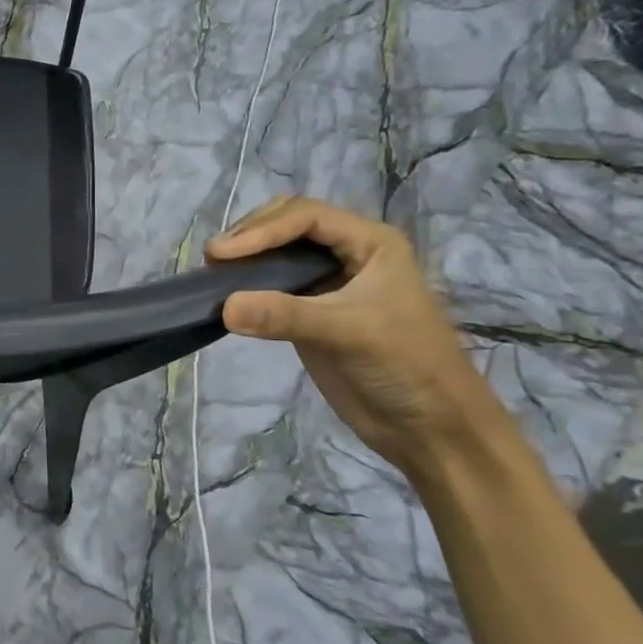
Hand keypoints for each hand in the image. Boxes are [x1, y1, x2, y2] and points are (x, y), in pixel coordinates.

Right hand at [207, 196, 519, 482]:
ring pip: (277, 252)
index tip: (222, 255)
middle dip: (250, 235)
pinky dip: (247, 286)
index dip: (261, 230)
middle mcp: (348, 253)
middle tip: (215, 259)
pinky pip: (272, 285)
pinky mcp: (310, 311)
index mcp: (370, 243)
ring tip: (214, 274)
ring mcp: (328, 283)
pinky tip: (227, 296)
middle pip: (287, 224)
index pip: (305, 217)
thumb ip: (285, 315)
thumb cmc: (405, 365)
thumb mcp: (348, 332)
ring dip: (245, 258)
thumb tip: (223, 307)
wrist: (429, 426)